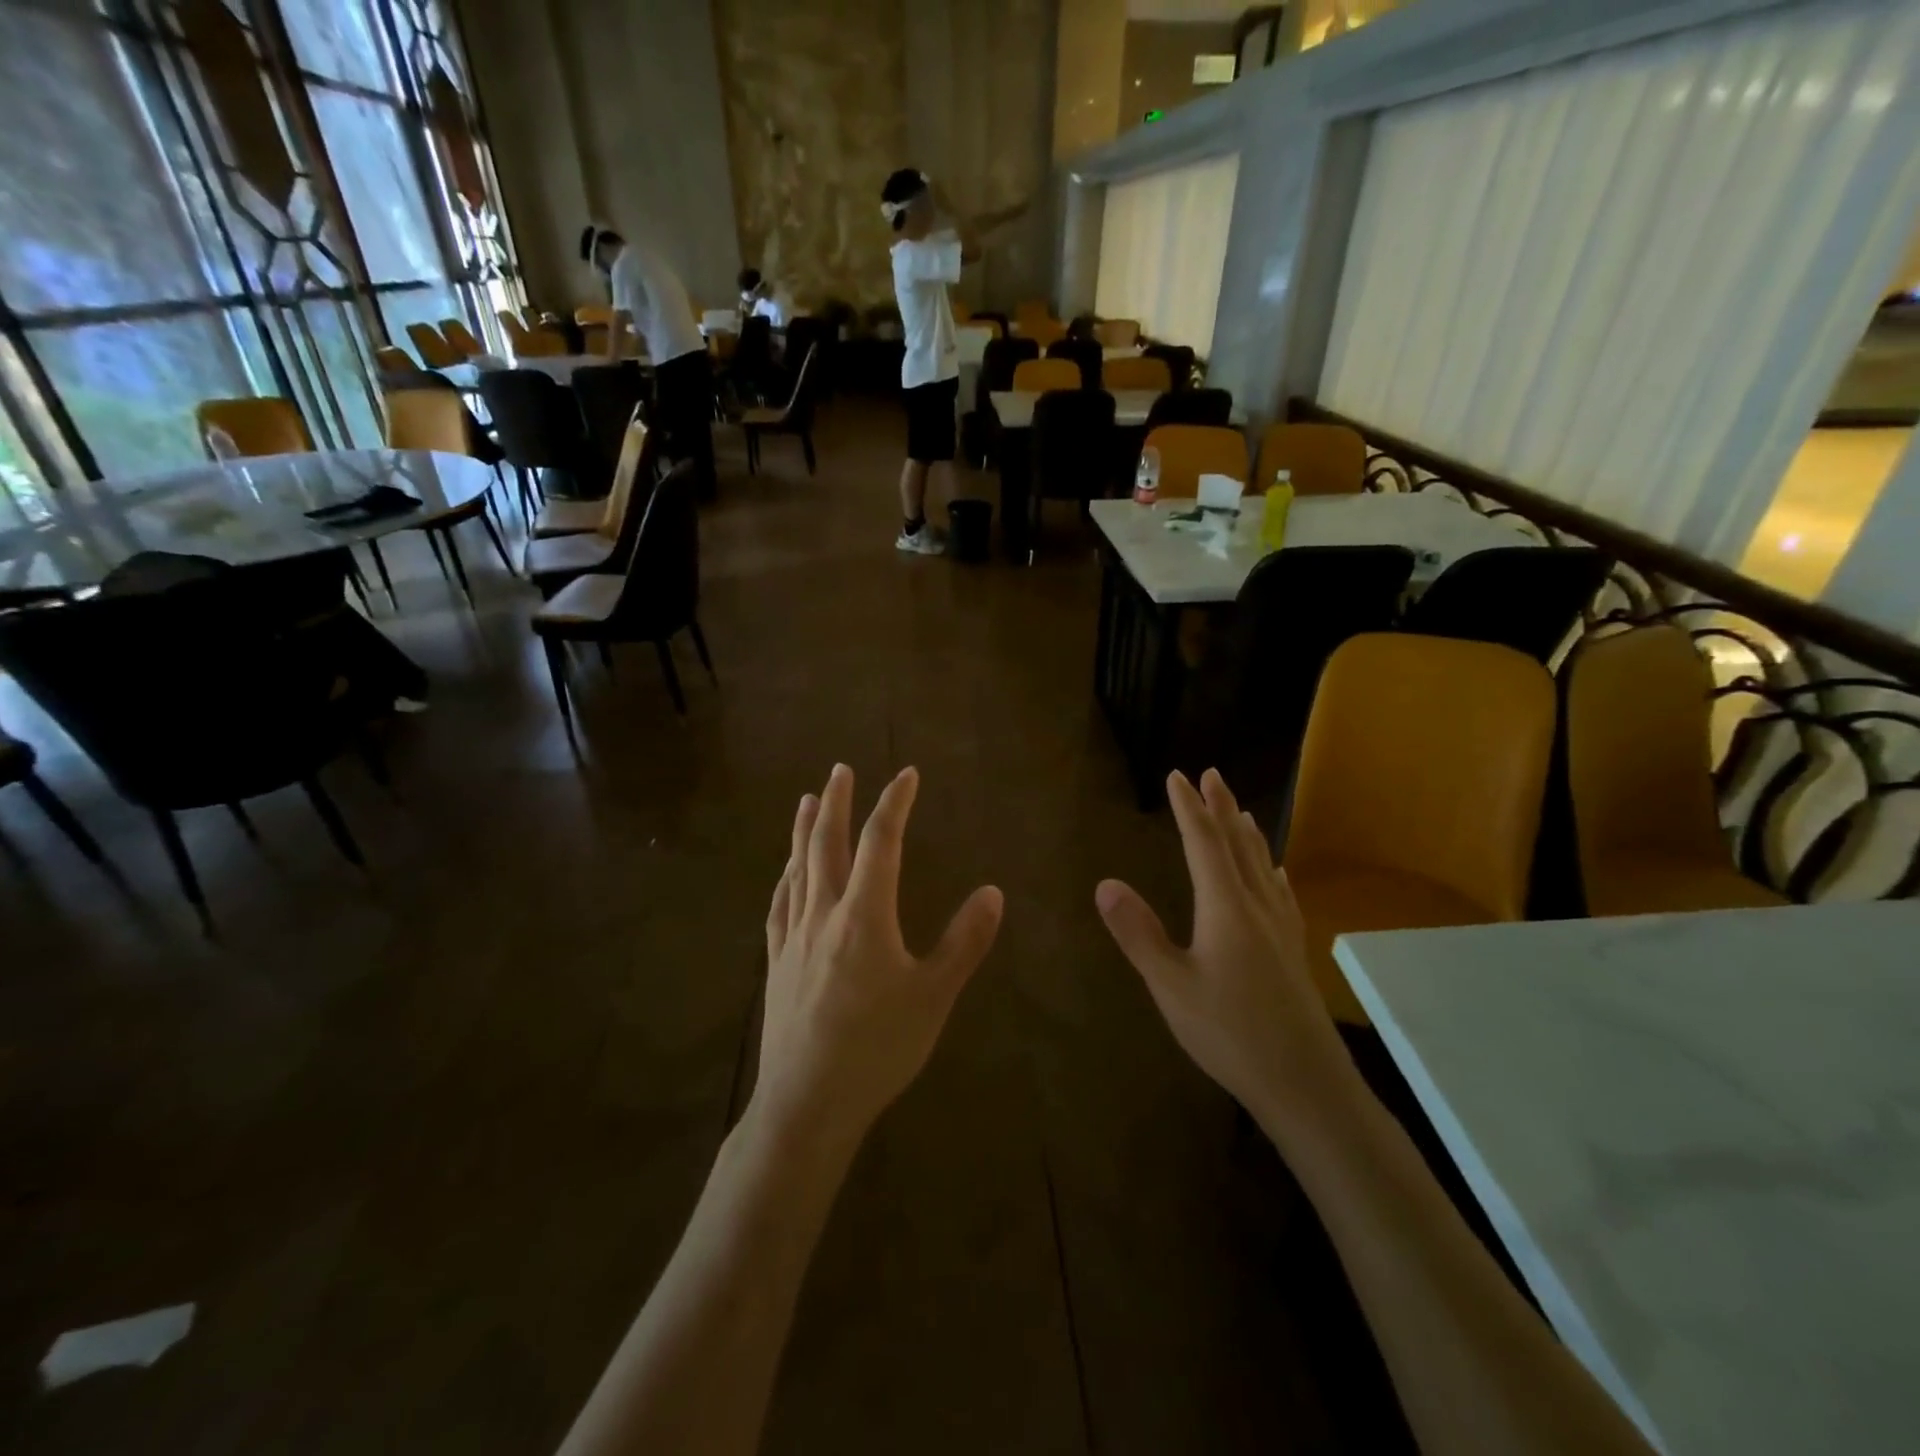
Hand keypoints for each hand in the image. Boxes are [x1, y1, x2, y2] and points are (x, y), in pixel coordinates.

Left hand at [759, 765, 1003, 1143]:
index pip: (881, 843)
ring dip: (805, 831)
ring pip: (798, 869)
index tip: (907, 775)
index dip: (895, 804)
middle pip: (828, 844)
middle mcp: (824, 914)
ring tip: (808, 801)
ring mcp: (795, 937)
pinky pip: (780, 905)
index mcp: (864, 916)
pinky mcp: (777, 963)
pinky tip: (786, 873)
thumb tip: (993, 891)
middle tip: (840, 769)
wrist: (807, 1103)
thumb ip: (965, 942)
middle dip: (838, 803)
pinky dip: (786, 877)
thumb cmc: (877, 1049)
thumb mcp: (933, 997)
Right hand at [1095, 769, 1364, 1139]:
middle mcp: (1257, 907)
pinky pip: (1282, 895)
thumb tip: (1106, 883)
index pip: (1203, 844)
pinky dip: (1273, 873)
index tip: (1177, 776)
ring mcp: (1280, 930)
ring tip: (1240, 810)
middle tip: (1212, 774)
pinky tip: (1277, 874)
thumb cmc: (1230, 1034)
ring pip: (1262, 866)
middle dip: (1221, 808)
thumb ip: (1139, 933)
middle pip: (1238, 845)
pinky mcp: (1293, 952)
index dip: (1188, 808)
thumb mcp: (1171, 986)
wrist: (1306, 1085)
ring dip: (1247, 833)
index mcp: (1225, 908)